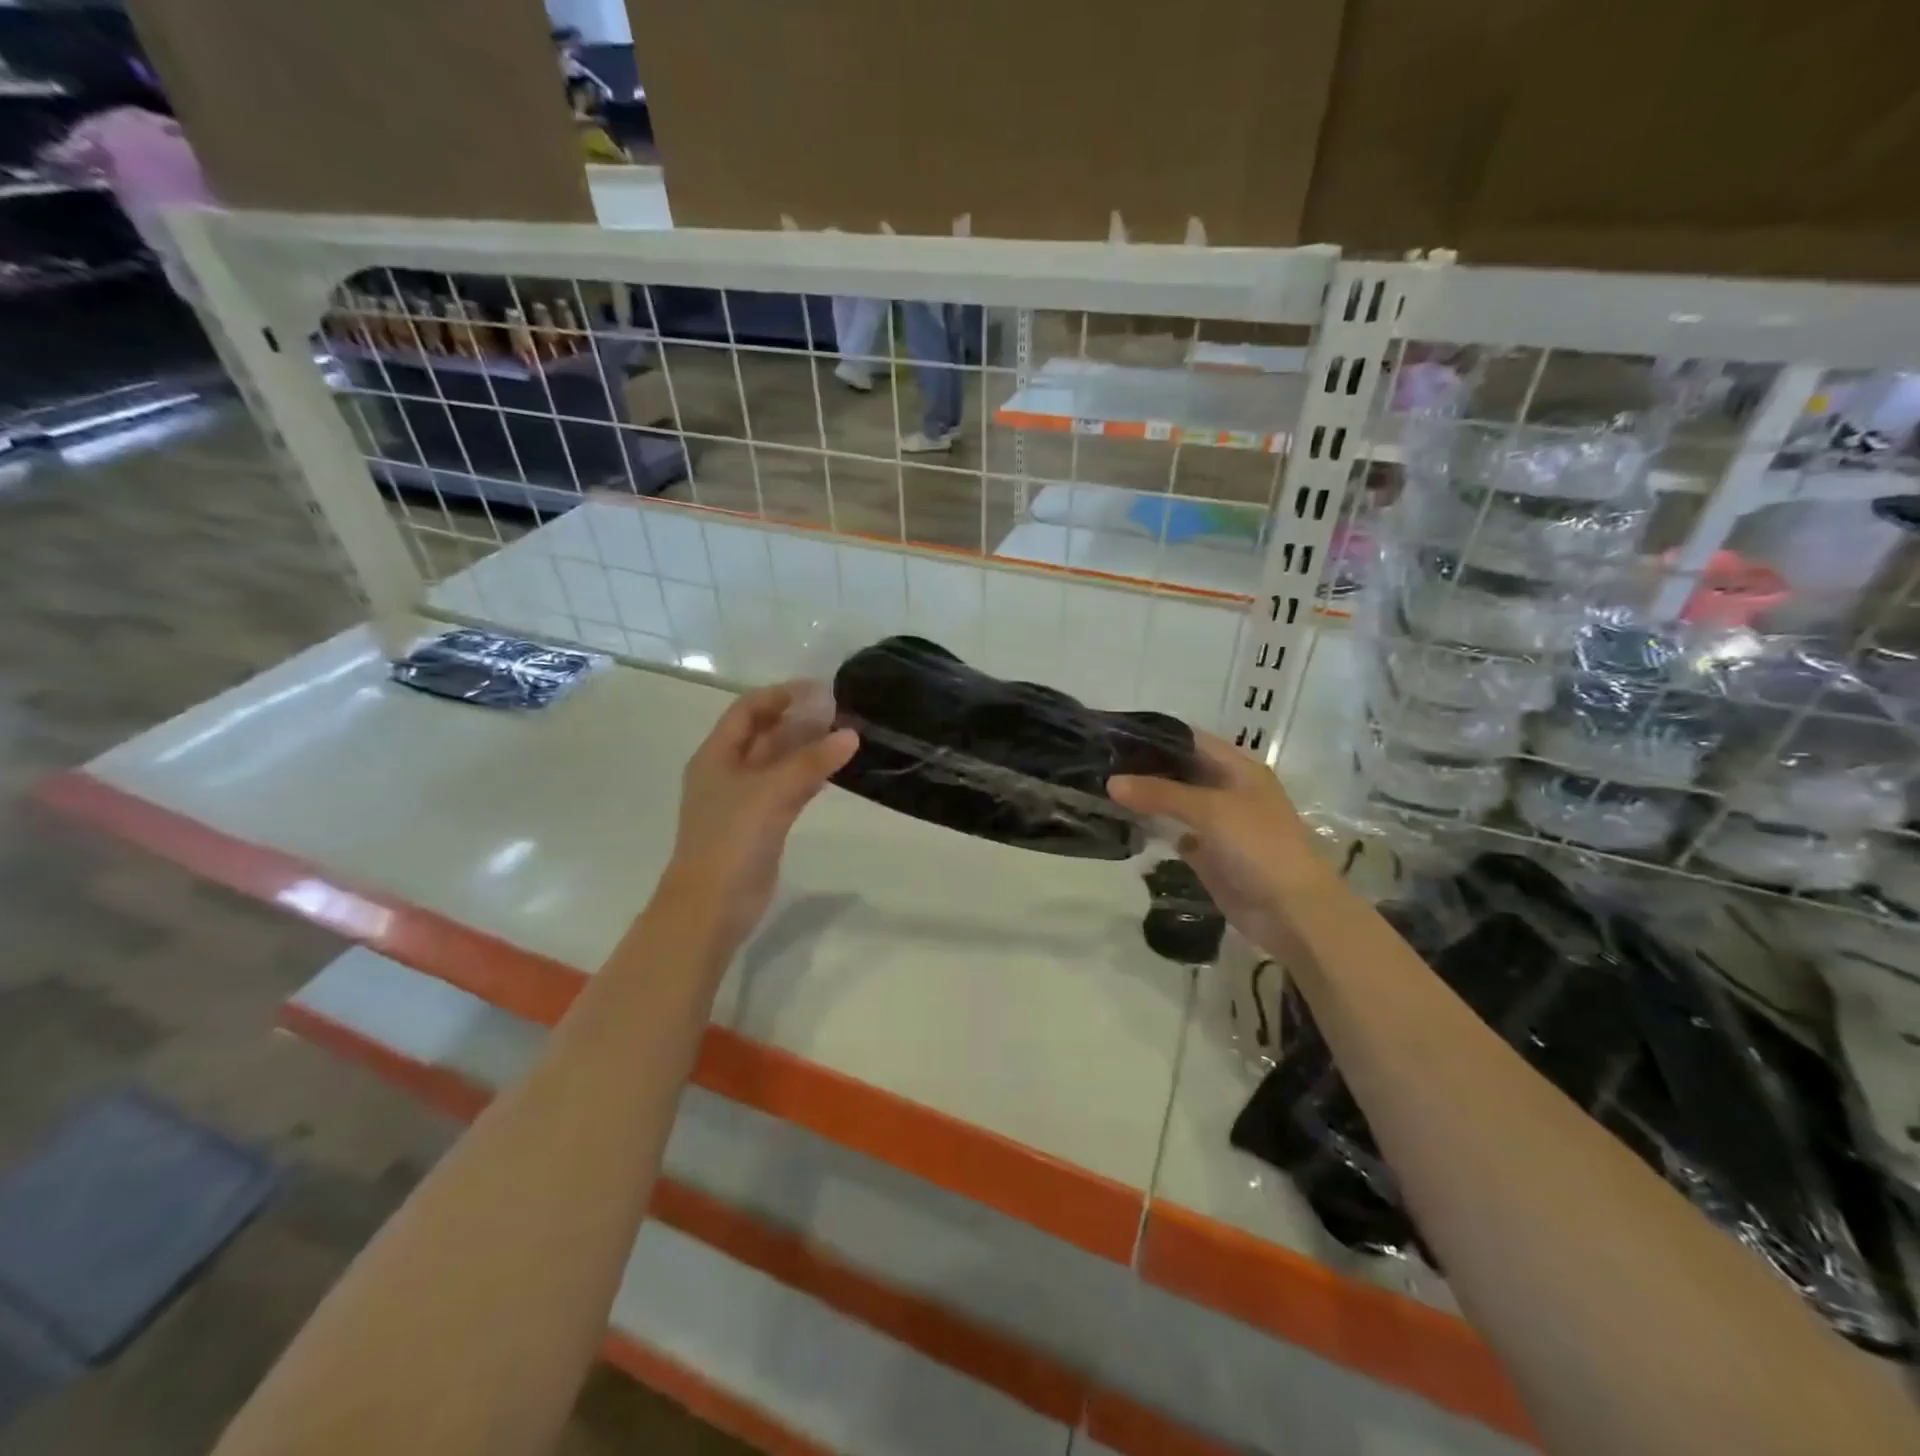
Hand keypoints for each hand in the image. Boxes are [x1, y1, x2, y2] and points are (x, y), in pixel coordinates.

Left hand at [661, 682, 857, 955]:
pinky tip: (834, 770)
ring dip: (806, 748)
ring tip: (844, 735)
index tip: (819, 689)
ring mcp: (744, 800)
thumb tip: (851, 734)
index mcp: (717, 755)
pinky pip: (788, 789)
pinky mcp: (761, 824)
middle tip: (839, 711)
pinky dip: (809, 776)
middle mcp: (728, 771)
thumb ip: (812, 761)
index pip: (748, 710)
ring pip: (778, 762)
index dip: (780, 695)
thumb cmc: (732, 838)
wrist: (712, 904)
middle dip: (798, 720)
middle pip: (764, 734)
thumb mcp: (772, 791)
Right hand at [1109, 731, 1329, 957]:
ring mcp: (1217, 824)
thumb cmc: (1258, 846)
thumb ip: (1160, 794)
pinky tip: (1121, 823)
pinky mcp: (1207, 854)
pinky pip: (1174, 833)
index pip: (1191, 740)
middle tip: (1099, 762)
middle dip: (1145, 768)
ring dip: (1145, 798)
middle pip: (1180, 771)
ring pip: (1174, 803)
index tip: (1116, 734)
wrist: (1291, 911)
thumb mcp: (1210, 810)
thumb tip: (1111, 782)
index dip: (1156, 736)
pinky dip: (1152, 828)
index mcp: (1238, 769)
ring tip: (1101, 788)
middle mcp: (1227, 790)